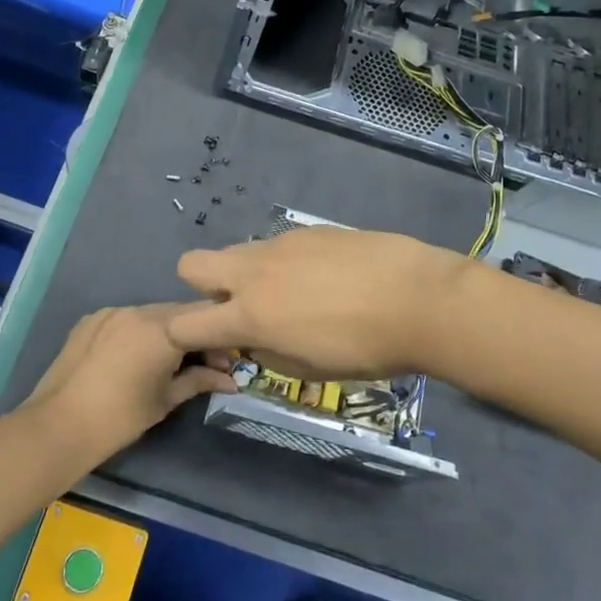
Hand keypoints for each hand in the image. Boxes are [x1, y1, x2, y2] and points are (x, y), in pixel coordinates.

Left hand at [26, 303, 236, 460]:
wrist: (60, 425)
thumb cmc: (121, 417)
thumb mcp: (167, 399)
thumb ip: (199, 380)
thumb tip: (230, 380)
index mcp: (163, 329)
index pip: (205, 317)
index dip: (220, 336)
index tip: (225, 360)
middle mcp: (139, 310)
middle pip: (179, 312)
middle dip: (194, 332)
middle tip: (203, 363)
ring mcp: (112, 311)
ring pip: (151, 313)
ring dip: (166, 331)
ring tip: (166, 360)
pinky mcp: (91, 319)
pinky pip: (125, 319)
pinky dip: (138, 331)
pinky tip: (134, 357)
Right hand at [166, 227, 467, 381]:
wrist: (417, 298)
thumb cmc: (364, 348)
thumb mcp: (307, 370)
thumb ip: (265, 351)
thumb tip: (252, 338)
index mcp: (249, 314)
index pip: (183, 323)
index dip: (185, 335)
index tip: (215, 343)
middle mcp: (253, 272)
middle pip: (191, 265)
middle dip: (203, 287)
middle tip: (243, 308)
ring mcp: (280, 244)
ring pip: (238, 253)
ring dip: (248, 274)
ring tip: (295, 294)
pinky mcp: (307, 230)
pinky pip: (277, 246)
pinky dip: (284, 263)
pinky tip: (325, 278)